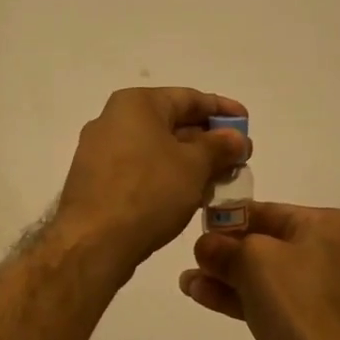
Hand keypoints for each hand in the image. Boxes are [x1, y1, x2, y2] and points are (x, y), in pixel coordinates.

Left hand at [56, 87, 249, 269]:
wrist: (92, 242)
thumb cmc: (148, 191)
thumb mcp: (194, 166)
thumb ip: (220, 146)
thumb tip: (236, 138)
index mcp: (136, 104)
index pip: (189, 98)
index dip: (223, 110)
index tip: (247, 123)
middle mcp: (114, 120)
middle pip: (172, 123)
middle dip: (209, 141)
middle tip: (239, 158)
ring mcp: (101, 152)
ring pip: (158, 150)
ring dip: (191, 163)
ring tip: (221, 181)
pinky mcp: (97, 181)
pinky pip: (141, 170)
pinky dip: (168, 178)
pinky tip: (191, 196)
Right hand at [179, 202, 339, 339]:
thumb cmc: (297, 302)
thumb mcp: (251, 261)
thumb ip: (222, 247)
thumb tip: (205, 246)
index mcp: (327, 224)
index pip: (267, 211)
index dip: (228, 220)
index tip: (199, 231)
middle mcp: (335, 249)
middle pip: (267, 244)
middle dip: (225, 256)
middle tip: (192, 263)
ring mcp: (331, 288)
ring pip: (270, 276)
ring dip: (229, 279)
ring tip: (188, 285)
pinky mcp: (323, 320)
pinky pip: (279, 299)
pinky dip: (247, 298)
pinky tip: (207, 298)